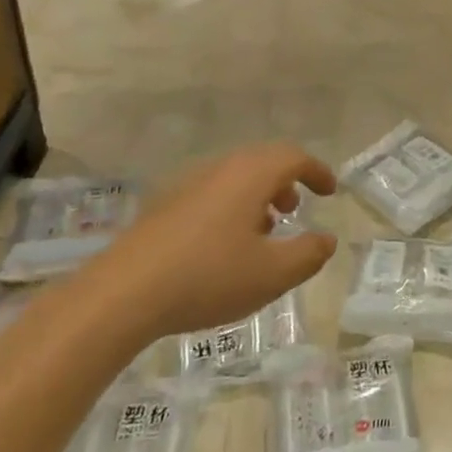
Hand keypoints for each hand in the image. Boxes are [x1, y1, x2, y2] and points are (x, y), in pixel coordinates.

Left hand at [97, 142, 338, 338]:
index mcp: (250, 175)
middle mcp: (220, 169)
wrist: (121, 294)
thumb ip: (308, 254)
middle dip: (286, 183)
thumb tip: (326, 239)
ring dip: (257, 197)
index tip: (330, 191)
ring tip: (263, 233)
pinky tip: (224, 248)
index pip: (293, 157)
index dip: (316, 171)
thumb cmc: (207, 277)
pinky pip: (211, 194)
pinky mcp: (164, 207)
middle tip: (296, 210)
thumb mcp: (272, 274)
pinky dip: (231, 208)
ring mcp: (187, 185)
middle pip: (262, 162)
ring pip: (235, 178)